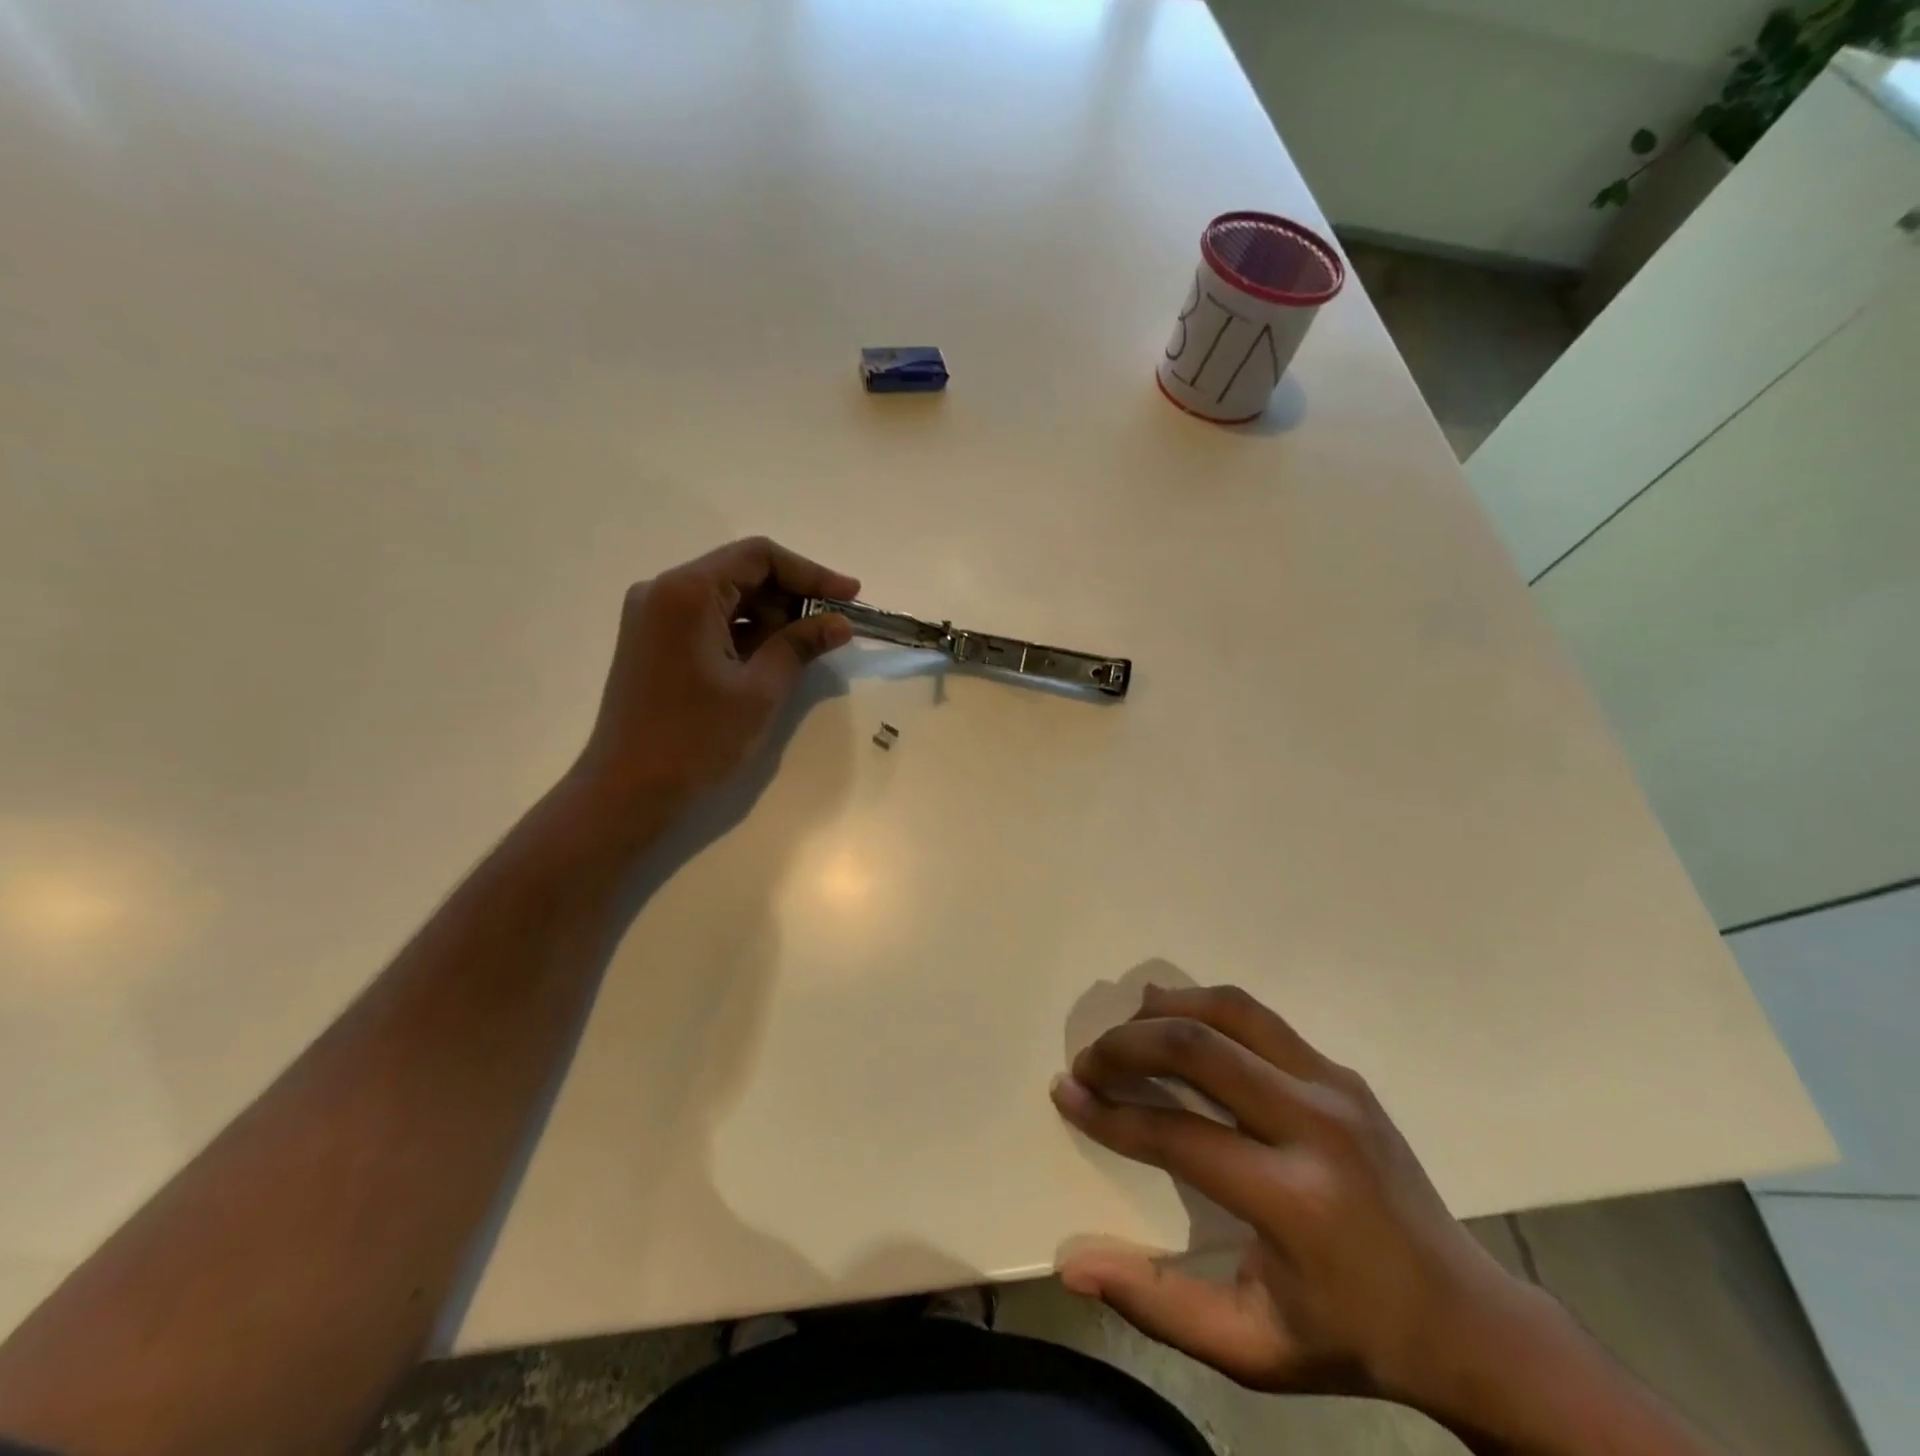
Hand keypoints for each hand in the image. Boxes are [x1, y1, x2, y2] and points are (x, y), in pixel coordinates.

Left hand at [575, 537, 858, 811]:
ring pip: (727, 597)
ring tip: (809, 646)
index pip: (759, 556)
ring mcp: (653, 616)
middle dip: (793, 596)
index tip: (851, 596)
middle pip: (741, 572)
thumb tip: (840, 623)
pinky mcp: (653, 641)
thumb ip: (800, 645)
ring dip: (771, 616)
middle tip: (834, 626)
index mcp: (687, 592)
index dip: (811, 572)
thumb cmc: (696, 738)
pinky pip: (708, 620)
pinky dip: (744, 632)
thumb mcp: (760, 690)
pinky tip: (774, 656)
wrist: (627, 789)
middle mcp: (664, 591)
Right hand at [1050, 985, 1544, 1415]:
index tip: (1066, 1093)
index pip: (1177, 1134)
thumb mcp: (1252, 1350)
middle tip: (1089, 1061)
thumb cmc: (1351, 1339)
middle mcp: (1317, 1126)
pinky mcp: (1342, 1073)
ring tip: (1126, 1031)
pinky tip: (1180, 1028)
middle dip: (1127, 1044)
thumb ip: (1157, 1307)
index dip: (1109, 1113)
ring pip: (1232, 1010)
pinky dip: (1206, 1012)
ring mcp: (1336, 1087)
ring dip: (1166, 1010)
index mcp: (1296, 1202)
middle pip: (1199, 1047)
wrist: (1466, 1319)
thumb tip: (1073, 1263)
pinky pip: (1259, 1020)